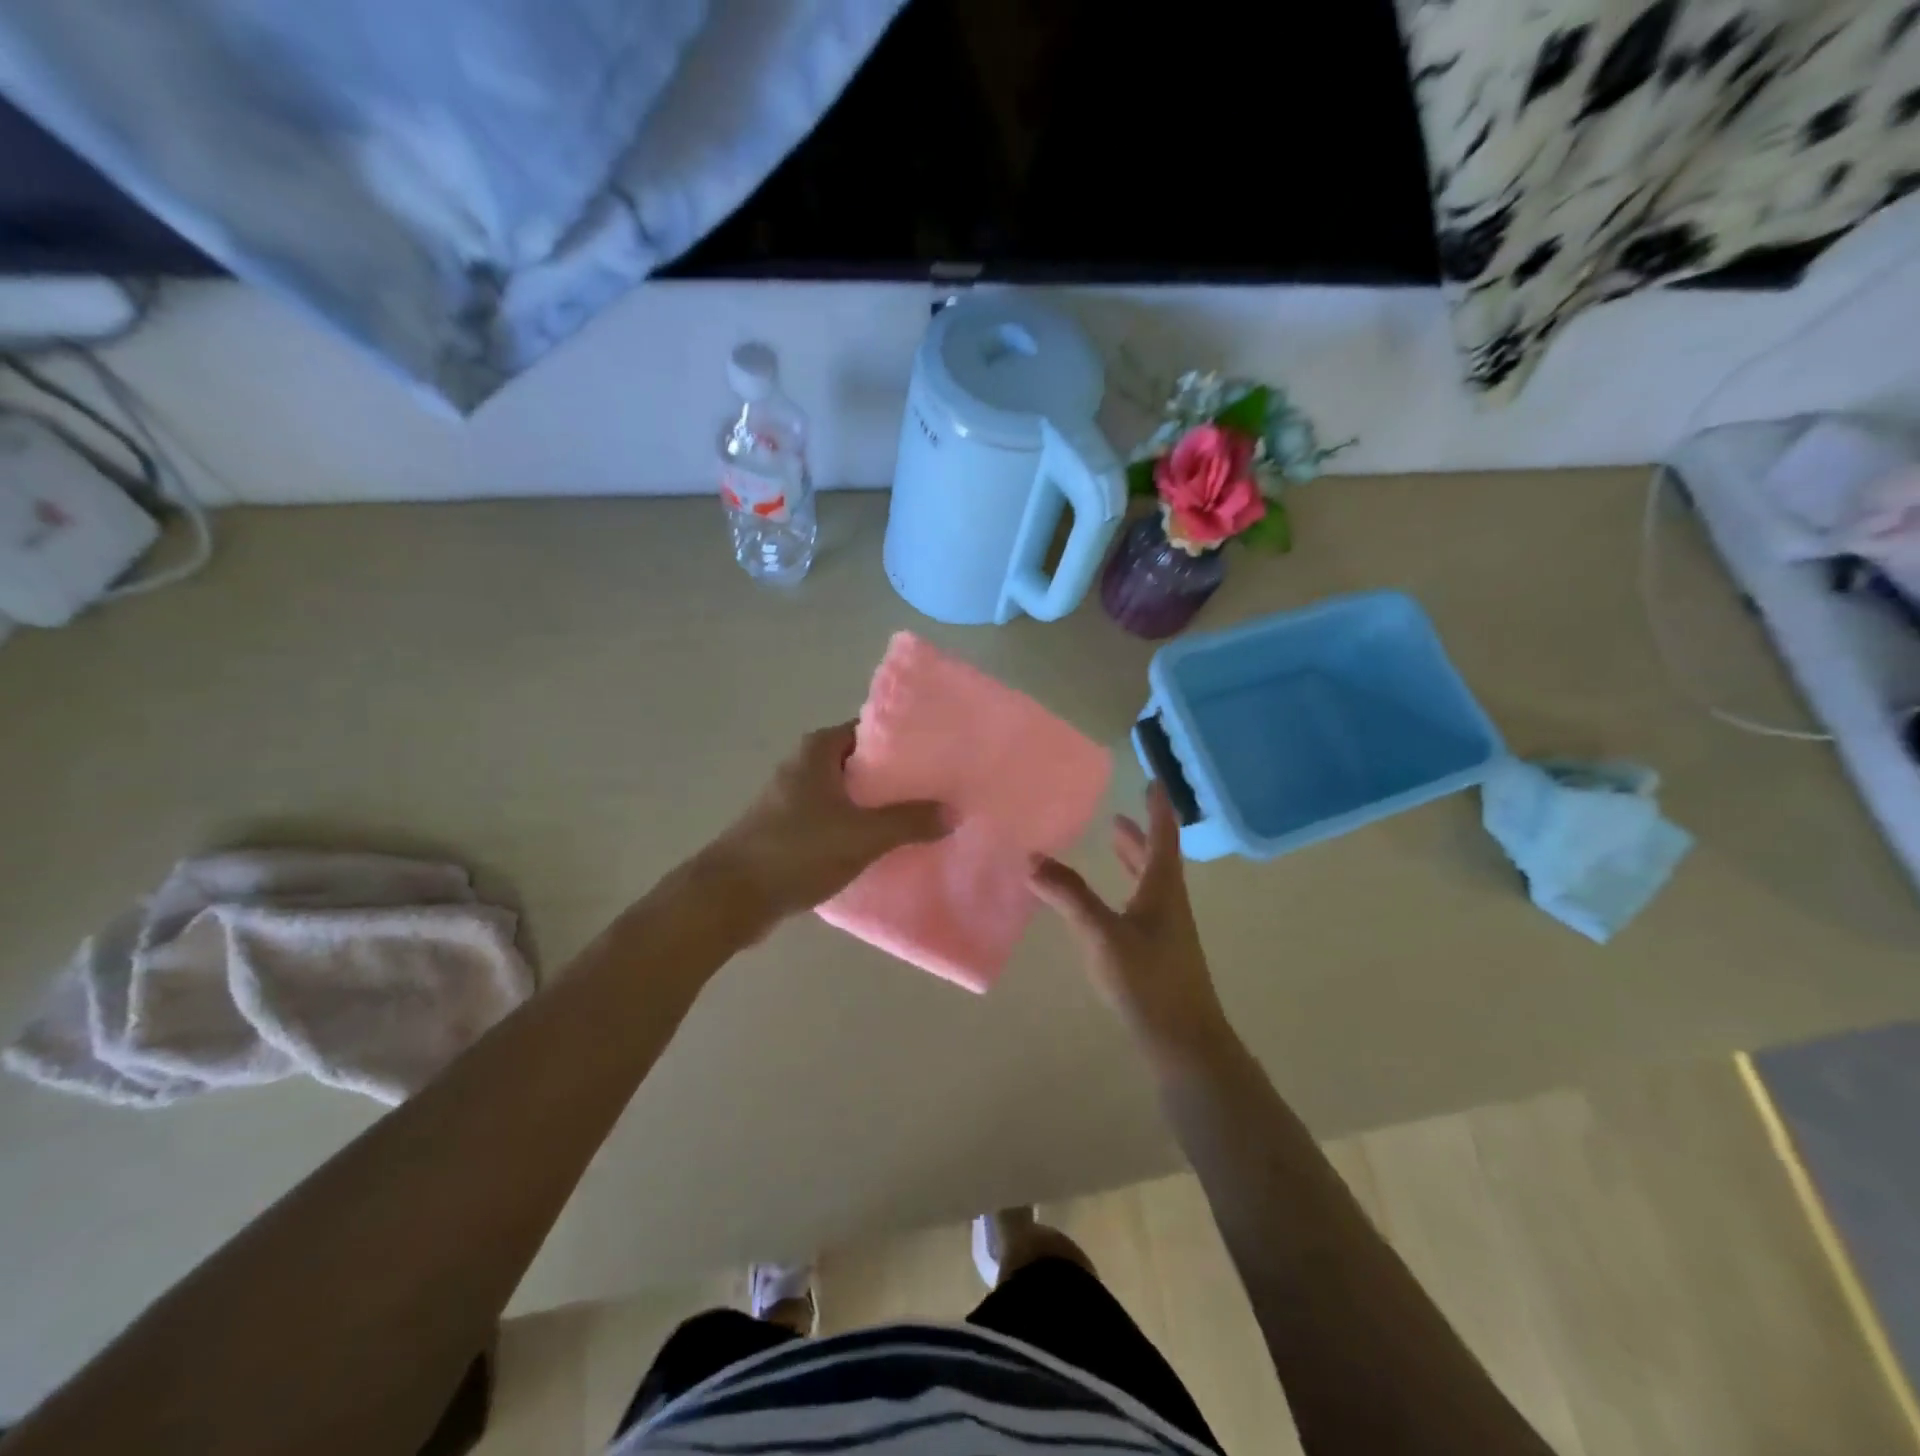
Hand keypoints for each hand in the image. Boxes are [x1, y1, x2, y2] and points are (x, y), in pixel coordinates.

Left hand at [708, 722, 947, 922]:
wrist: (731, 897)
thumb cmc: (796, 851)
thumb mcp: (862, 835)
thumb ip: (909, 821)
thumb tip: (953, 811)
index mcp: (818, 751)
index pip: (870, 731)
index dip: (903, 743)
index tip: (936, 757)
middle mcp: (803, 766)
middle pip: (861, 764)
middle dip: (896, 778)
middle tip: (937, 791)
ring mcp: (792, 800)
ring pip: (848, 795)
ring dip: (877, 807)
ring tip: (919, 819)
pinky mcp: (788, 830)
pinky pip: (833, 821)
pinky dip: (857, 829)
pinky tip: (883, 847)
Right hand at [1030, 784, 1230, 1068]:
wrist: (1184, 1041)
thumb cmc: (1148, 980)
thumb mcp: (1102, 934)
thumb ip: (1068, 895)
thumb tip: (1033, 858)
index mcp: (1163, 889)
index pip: (1163, 837)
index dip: (1158, 809)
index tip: (1153, 782)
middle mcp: (1170, 904)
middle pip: (1157, 859)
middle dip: (1139, 836)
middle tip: (1117, 818)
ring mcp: (1168, 931)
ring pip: (1150, 884)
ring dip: (1133, 862)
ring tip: (1113, 847)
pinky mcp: (1159, 954)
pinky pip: (1142, 906)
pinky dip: (1127, 890)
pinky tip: (1109, 907)